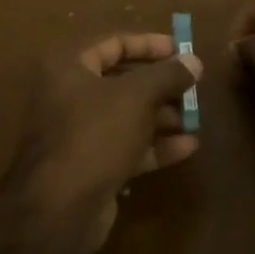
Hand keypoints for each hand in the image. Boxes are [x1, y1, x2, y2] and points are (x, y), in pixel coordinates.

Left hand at [6, 32, 202, 253]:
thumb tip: (194, 61)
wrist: (59, 210)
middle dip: (161, 85)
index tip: (183, 50)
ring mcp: (78, 132)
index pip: (114, 43)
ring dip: (162, 116)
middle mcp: (69, 94)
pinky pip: (127, 146)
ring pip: (127, 115)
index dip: (150, 44)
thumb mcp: (137, 96)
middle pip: (122, 80)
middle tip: (193, 87)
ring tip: (195, 118)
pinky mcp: (90, 166)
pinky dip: (155, 144)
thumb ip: (167, 74)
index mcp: (69, 66)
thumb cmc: (95, 135)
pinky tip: (189, 147)